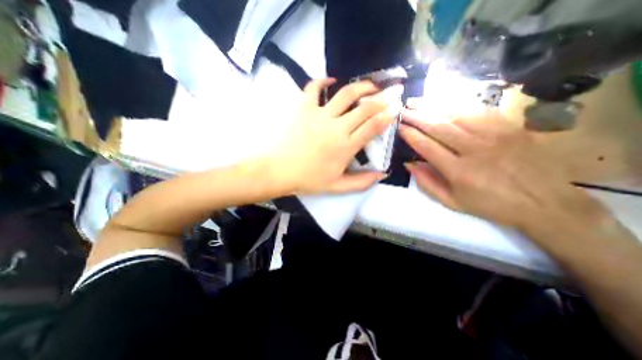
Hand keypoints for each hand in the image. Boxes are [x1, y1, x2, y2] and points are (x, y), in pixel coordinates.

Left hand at [267, 78, 396, 193]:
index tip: (396, 108)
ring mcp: (319, 115)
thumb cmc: (308, 180)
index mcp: (346, 147)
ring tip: (371, 85)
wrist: (279, 171)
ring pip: (346, 94)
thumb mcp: (337, 186)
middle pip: (364, 108)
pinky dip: (322, 80)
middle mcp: (337, 127)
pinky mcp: (303, 108)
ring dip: (361, 86)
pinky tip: (330, 80)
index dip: (387, 116)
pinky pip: (313, 88)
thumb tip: (382, 174)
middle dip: (382, 99)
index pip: (373, 127)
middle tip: (392, 92)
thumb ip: (361, 182)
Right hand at [400, 109, 607, 229]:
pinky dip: (458, 104)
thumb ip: (427, 183)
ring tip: (416, 102)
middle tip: (402, 110)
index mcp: (458, 171)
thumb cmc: (490, 205)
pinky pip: (479, 111)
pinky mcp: (510, 127)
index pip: (427, 146)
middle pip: (439, 126)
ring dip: (433, 106)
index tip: (399, 127)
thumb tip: (409, 164)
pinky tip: (444, 101)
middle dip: (416, 116)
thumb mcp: (452, 202)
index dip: (411, 135)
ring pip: (457, 114)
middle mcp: (474, 150)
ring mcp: (494, 136)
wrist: (544, 203)